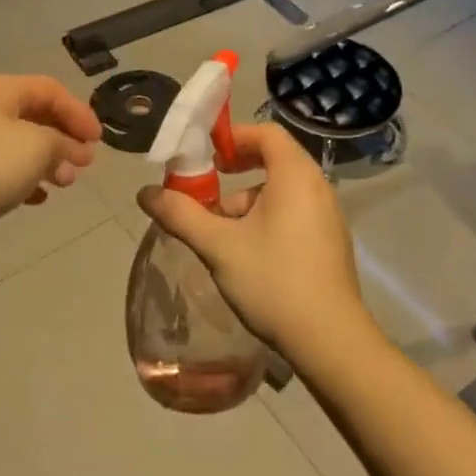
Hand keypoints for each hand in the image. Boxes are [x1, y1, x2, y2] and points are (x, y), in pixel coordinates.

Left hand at [0, 76, 101, 251]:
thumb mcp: (35, 149)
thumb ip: (62, 143)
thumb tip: (73, 149)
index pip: (50, 89)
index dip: (79, 112)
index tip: (99, 142)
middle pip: (34, 114)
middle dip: (64, 138)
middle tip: (83, 165)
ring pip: (18, 143)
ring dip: (46, 160)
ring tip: (64, 184)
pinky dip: (22, 178)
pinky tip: (35, 199)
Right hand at [137, 123, 370, 368]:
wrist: (330, 341)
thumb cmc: (273, 280)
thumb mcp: (218, 246)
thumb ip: (181, 214)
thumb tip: (145, 193)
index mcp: (295, 176)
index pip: (266, 133)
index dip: (234, 137)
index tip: (207, 157)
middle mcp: (318, 187)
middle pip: (274, 161)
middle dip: (235, 174)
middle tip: (207, 193)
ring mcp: (329, 217)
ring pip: (282, 192)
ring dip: (248, 203)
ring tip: (221, 234)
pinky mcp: (331, 243)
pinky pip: (295, 213)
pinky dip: (268, 219)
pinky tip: (248, 255)